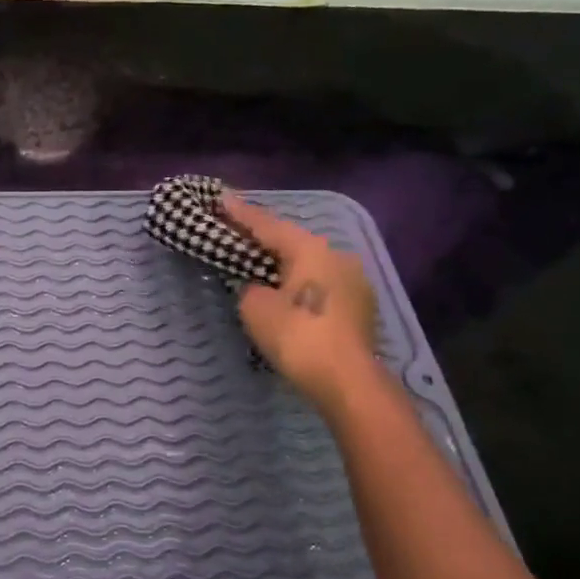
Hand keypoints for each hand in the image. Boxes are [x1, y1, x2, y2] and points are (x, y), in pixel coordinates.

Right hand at [220, 193, 379, 408]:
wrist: (348, 381)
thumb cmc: (297, 336)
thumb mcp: (255, 308)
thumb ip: (250, 287)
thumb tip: (259, 287)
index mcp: (310, 248)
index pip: (267, 225)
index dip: (240, 213)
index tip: (220, 197)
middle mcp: (336, 255)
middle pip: (292, 241)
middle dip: (264, 238)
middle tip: (237, 232)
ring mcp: (354, 281)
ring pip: (309, 264)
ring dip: (284, 263)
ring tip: (260, 263)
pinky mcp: (360, 306)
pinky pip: (321, 284)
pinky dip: (300, 284)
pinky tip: (287, 292)